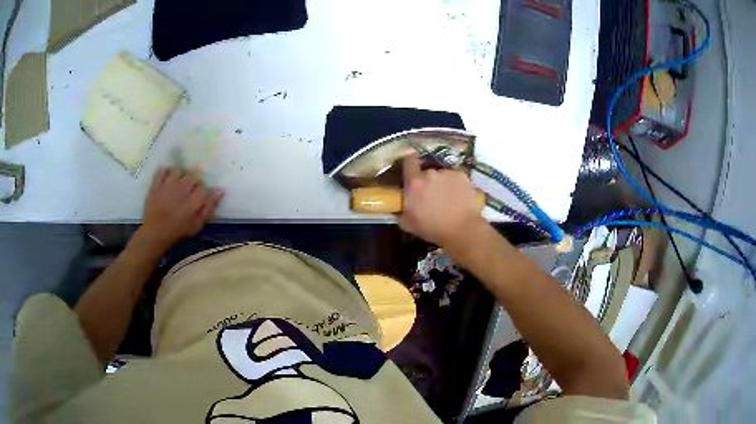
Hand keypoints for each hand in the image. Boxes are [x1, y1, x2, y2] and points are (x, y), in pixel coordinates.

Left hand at [140, 168, 223, 248]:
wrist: (155, 232)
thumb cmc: (178, 230)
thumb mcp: (197, 224)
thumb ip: (209, 207)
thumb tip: (220, 190)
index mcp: (193, 198)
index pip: (204, 186)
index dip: (203, 191)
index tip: (200, 198)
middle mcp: (182, 187)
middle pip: (193, 175)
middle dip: (193, 181)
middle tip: (190, 191)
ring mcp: (168, 183)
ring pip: (179, 170)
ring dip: (181, 175)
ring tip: (179, 183)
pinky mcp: (157, 183)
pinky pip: (163, 169)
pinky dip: (167, 171)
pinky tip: (168, 178)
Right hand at [399, 155, 486, 247]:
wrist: (462, 230)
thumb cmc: (433, 229)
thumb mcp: (408, 224)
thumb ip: (402, 212)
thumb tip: (402, 208)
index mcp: (414, 183)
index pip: (408, 162)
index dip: (409, 164)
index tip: (411, 171)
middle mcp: (430, 173)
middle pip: (426, 172)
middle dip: (427, 182)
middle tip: (431, 196)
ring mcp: (448, 173)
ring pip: (442, 175)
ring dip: (442, 183)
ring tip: (447, 199)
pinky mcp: (462, 176)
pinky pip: (455, 178)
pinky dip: (455, 185)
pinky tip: (458, 198)